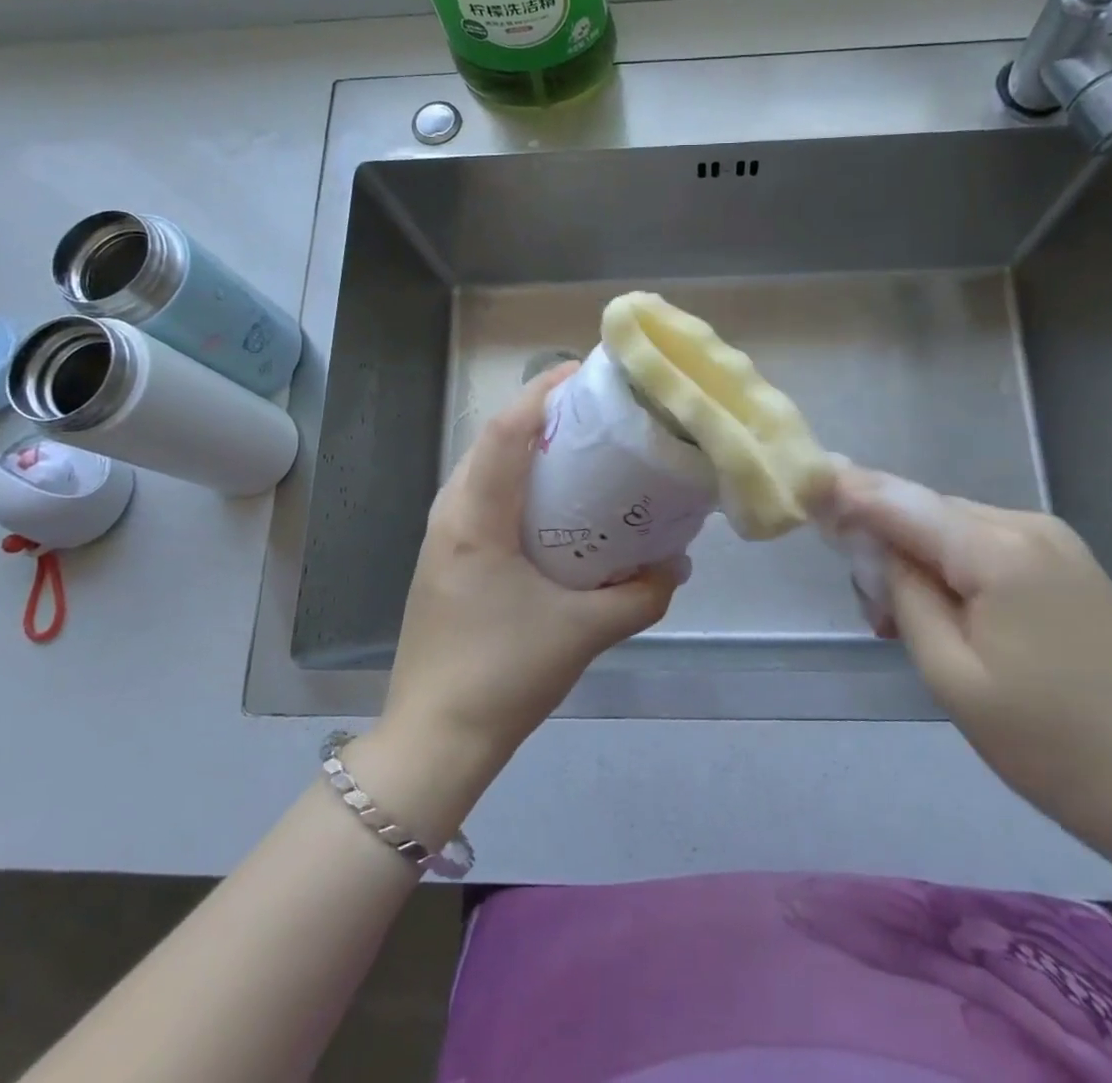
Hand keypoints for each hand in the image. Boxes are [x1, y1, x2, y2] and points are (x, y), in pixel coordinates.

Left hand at [368, 365, 687, 825]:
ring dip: (527, 444)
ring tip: (579, 444)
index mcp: (475, 519)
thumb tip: (677, 564)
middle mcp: (450, 513)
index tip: (587, 373)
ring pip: (484, 465)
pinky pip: (482, 493)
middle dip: (542, 411)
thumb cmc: (503, 676)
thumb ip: (641, 595)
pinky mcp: (445, 555)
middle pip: (493, 438)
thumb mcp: (584, 633)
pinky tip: (552, 500)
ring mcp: (441, 534)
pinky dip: (516, 477)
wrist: (434, 739)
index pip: (506, 432)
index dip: (543, 392)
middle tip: (596, 409)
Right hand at [831, 464, 1111, 883]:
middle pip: (924, 512)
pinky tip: (947, 617)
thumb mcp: (955, 677)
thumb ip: (905, 595)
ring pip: (952, 531)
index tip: (801, 485)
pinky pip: (984, 549)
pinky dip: (951, 571)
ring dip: (916, 561)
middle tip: (867, 610)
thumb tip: (875, 545)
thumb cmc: (1058, 746)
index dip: (845, 491)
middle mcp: (1023, 525)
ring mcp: (1052, 543)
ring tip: (902, 624)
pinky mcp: (1067, 567)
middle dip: (881, 542)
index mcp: (993, 547)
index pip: (897, 501)